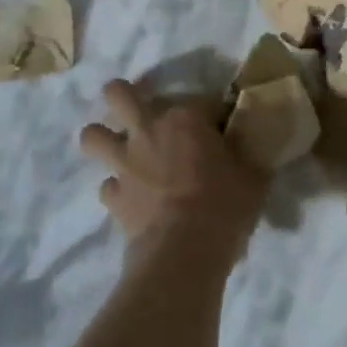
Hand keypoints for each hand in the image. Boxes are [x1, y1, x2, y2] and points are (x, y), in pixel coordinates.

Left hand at [80, 81, 267, 263]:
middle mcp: (148, 130)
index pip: (204, 101)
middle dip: (124, 96)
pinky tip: (132, 198)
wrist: (184, 252)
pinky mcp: (113, 197)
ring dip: (103, 139)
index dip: (216, 113)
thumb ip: (248, 153)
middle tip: (140, 111)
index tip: (226, 128)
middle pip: (119, 94)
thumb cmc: (225, 206)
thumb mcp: (254, 175)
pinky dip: (118, 189)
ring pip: (92, 136)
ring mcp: (125, 163)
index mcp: (186, 118)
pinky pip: (107, 185)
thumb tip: (254, 142)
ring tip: (119, 149)